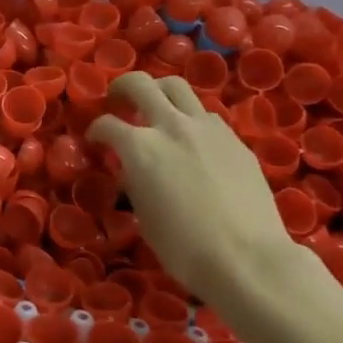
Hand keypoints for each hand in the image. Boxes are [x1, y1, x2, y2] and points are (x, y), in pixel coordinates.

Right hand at [87, 72, 302, 314]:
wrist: (247, 258)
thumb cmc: (184, 248)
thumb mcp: (144, 216)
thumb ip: (134, 182)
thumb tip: (132, 171)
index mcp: (140, 148)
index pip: (106, 124)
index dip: (95, 131)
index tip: (95, 140)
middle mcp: (171, 126)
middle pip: (141, 84)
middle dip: (123, 88)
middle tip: (119, 100)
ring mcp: (207, 128)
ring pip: (177, 87)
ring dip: (160, 92)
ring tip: (157, 109)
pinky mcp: (234, 138)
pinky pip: (205, 114)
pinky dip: (190, 117)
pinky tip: (192, 139)